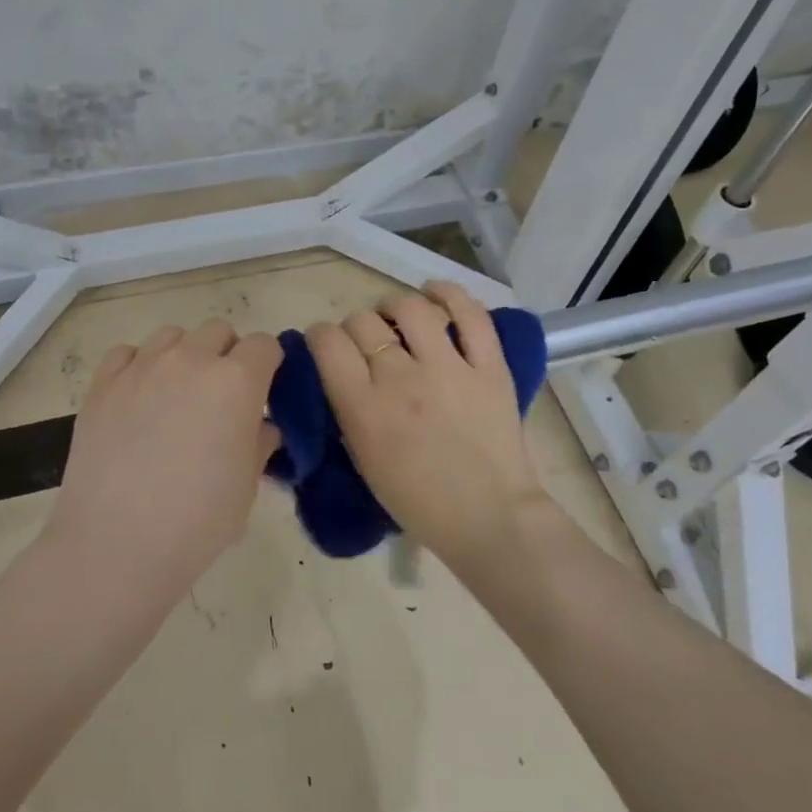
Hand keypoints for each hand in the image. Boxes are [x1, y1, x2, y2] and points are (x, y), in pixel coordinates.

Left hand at [49, 319, 282, 568]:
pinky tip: (138, 397)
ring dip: (185, 355)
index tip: (264, 390)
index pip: (264, 345)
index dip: (268, 364)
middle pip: (219, 331)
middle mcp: (191, 360)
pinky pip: (127, 353)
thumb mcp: (247, 486)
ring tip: (178, 394)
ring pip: (172, 335)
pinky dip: (139, 365)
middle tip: (222, 396)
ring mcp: (142, 367)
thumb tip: (260, 426)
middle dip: (228, 354)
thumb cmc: (197, 520)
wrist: (117, 543)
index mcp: (236, 381)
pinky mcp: (103, 383)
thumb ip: (259, 443)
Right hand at [306, 282, 548, 561]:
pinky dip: (449, 294)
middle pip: (363, 322)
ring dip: (395, 308)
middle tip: (367, 344)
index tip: (328, 346)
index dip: (321, 337)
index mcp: (364, 408)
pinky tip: (435, 292)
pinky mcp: (490, 366)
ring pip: (410, 308)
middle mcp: (401, 378)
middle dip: (356, 327)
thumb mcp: (364, 461)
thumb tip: (342, 374)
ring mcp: (449, 368)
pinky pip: (470, 314)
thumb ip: (348, 412)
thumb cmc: (418, 503)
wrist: (488, 519)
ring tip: (398, 320)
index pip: (327, 342)